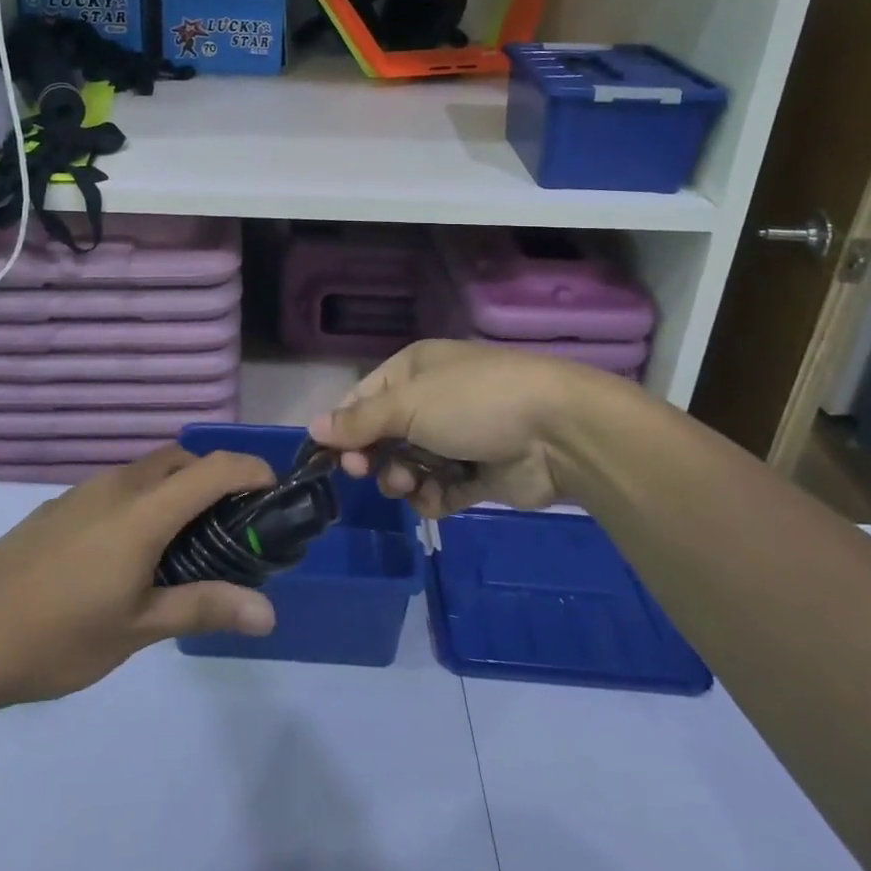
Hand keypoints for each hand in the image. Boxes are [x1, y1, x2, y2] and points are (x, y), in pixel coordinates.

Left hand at [0, 446, 276, 709]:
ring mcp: (81, 493)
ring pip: (146, 473)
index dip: (251, 470)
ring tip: (183, 545)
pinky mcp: (57, 507)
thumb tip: (269, 613)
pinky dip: (142, 502)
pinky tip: (128, 554)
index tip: (275, 491)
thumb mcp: (138, 628)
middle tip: (231, 527)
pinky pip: (117, 488)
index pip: (213, 468)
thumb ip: (204, 608)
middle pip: (180, 461)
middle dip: (214, 479)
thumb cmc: (58, 636)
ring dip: (175, 490)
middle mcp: (116, 487)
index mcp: (142, 510)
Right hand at [308, 339, 634, 516]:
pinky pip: (440, 490)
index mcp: (414, 370)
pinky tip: (437, 500)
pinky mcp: (478, 475)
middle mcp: (433, 401)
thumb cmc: (473, 403)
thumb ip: (359, 421)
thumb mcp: (408, 404)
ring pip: (409, 466)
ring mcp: (457, 438)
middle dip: (373, 456)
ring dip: (403, 480)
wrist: (558, 432)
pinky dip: (434, 498)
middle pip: (384, 434)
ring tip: (411, 485)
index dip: (345, 427)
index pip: (363, 398)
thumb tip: (313, 427)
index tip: (333, 457)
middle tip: (367, 473)